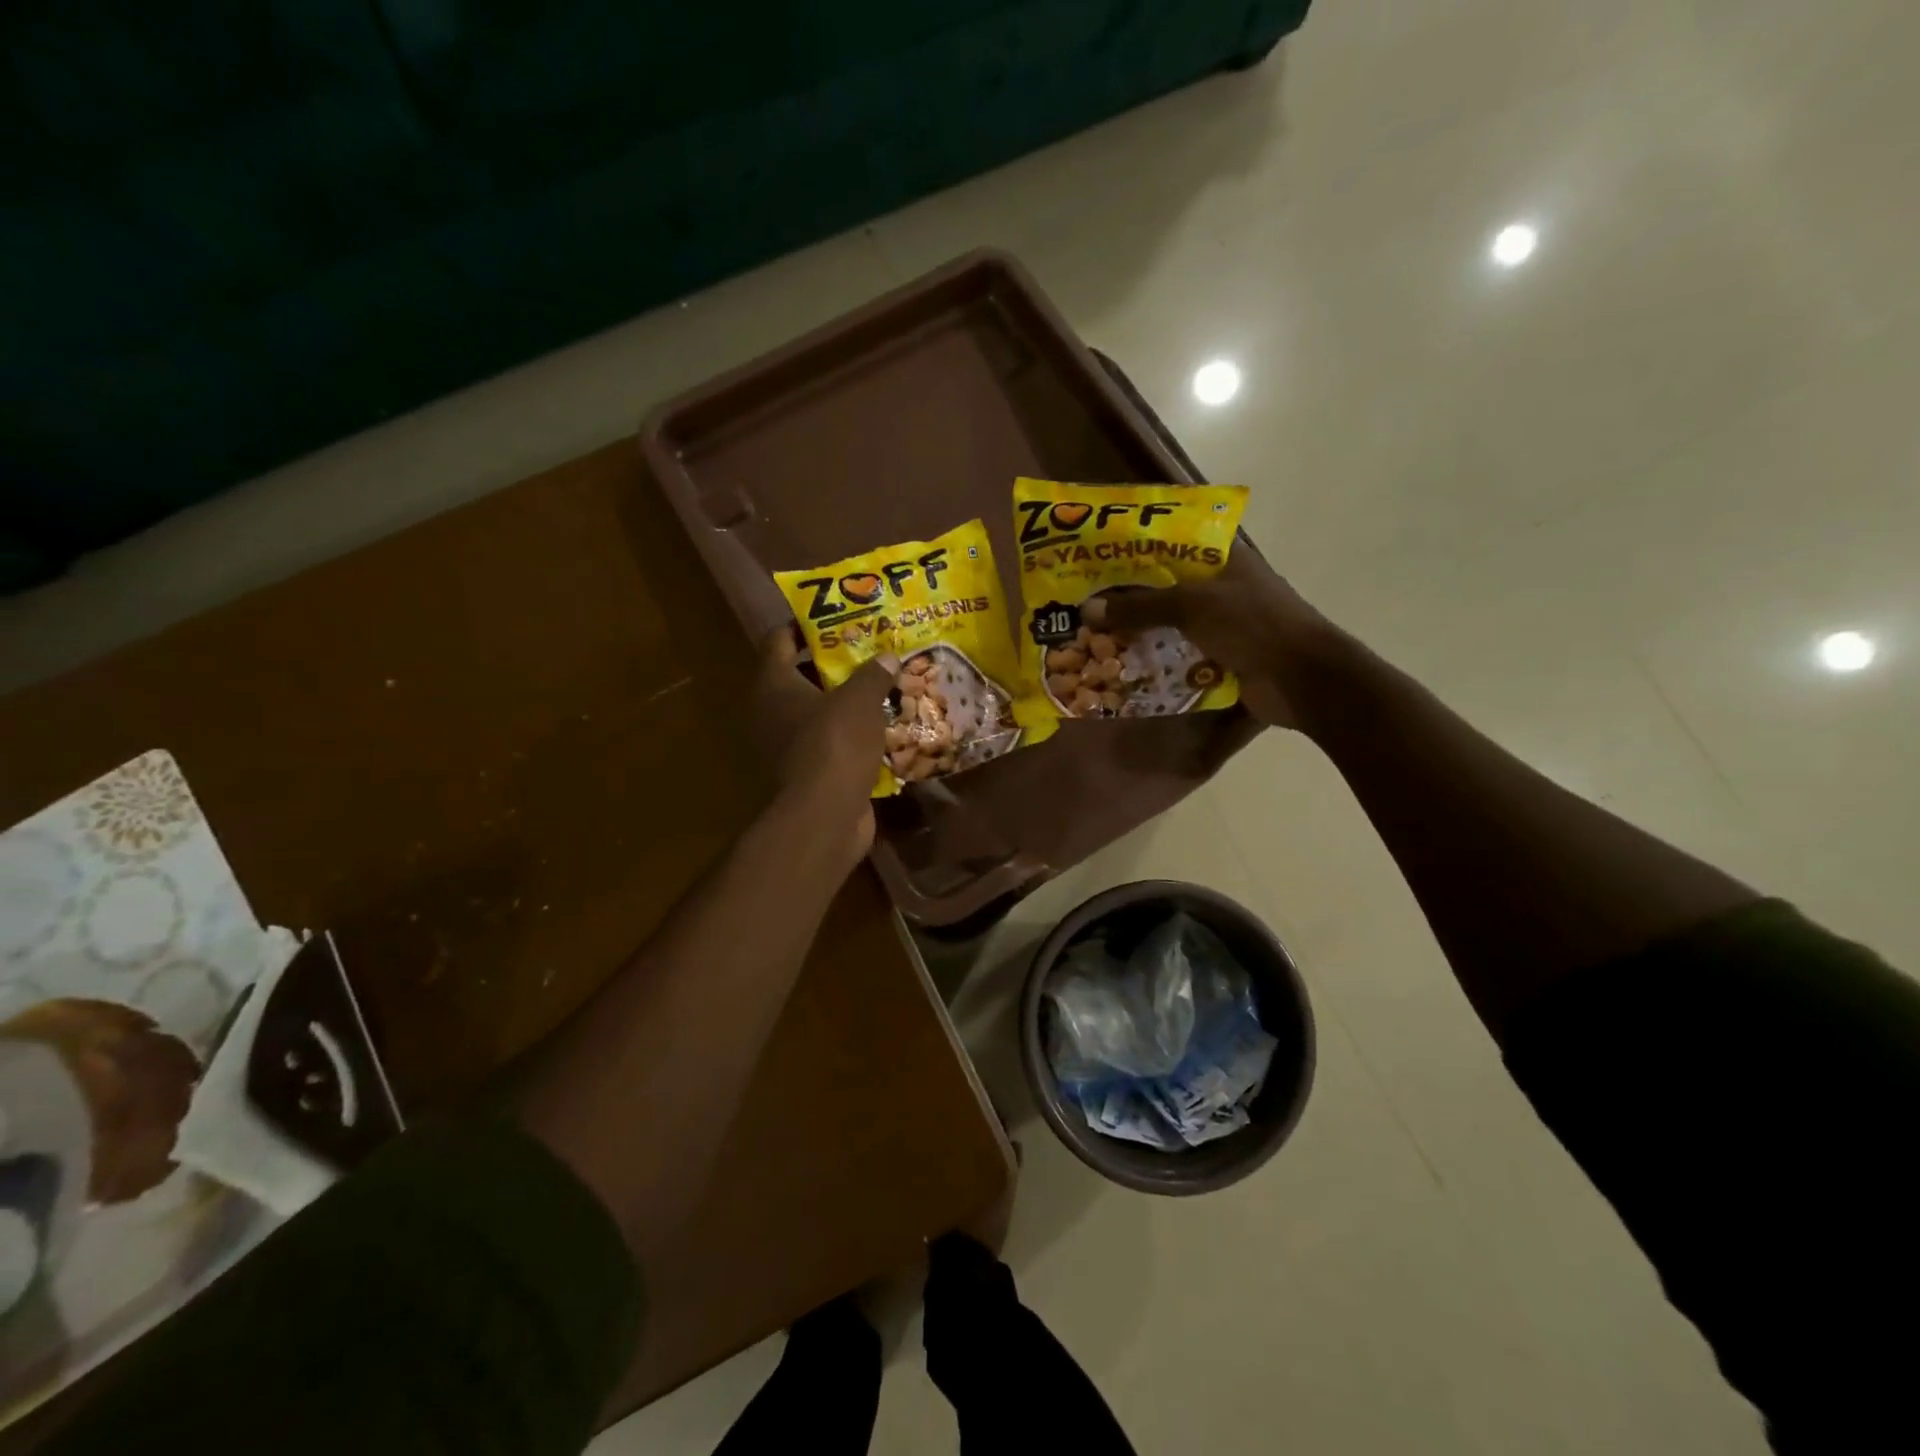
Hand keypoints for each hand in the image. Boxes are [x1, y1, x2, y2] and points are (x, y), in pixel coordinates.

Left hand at [753, 627, 898, 857]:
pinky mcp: (807, 772)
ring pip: (818, 712)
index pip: (778, 640)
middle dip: (834, 664)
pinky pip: (830, 742)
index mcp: (773, 685)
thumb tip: (887, 656)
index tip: (835, 617)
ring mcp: (787, 746)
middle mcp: (771, 712)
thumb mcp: (859, 700)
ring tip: (883, 685)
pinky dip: (852, 734)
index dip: (804, 625)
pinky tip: (883, 726)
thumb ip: (872, 674)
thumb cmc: (834, 745)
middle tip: (870, 651)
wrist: (825, 817)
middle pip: (800, 676)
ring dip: (846, 702)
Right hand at [1081, 552, 1337, 728]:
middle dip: (1128, 598)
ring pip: (1170, 625)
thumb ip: (1140, 606)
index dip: (1134, 550)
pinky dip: (1154, 662)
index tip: (1096, 559)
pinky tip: (1122, 667)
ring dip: (1138, 633)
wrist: (1302, 679)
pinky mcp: (1221, 659)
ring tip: (1093, 637)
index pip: (1171, 544)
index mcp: (1224, 558)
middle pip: (1166, 588)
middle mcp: (1222, 588)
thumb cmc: (1252, 625)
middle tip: (1084, 603)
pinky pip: (1178, 656)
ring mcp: (1223, 625)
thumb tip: (1088, 610)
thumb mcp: (1192, 605)